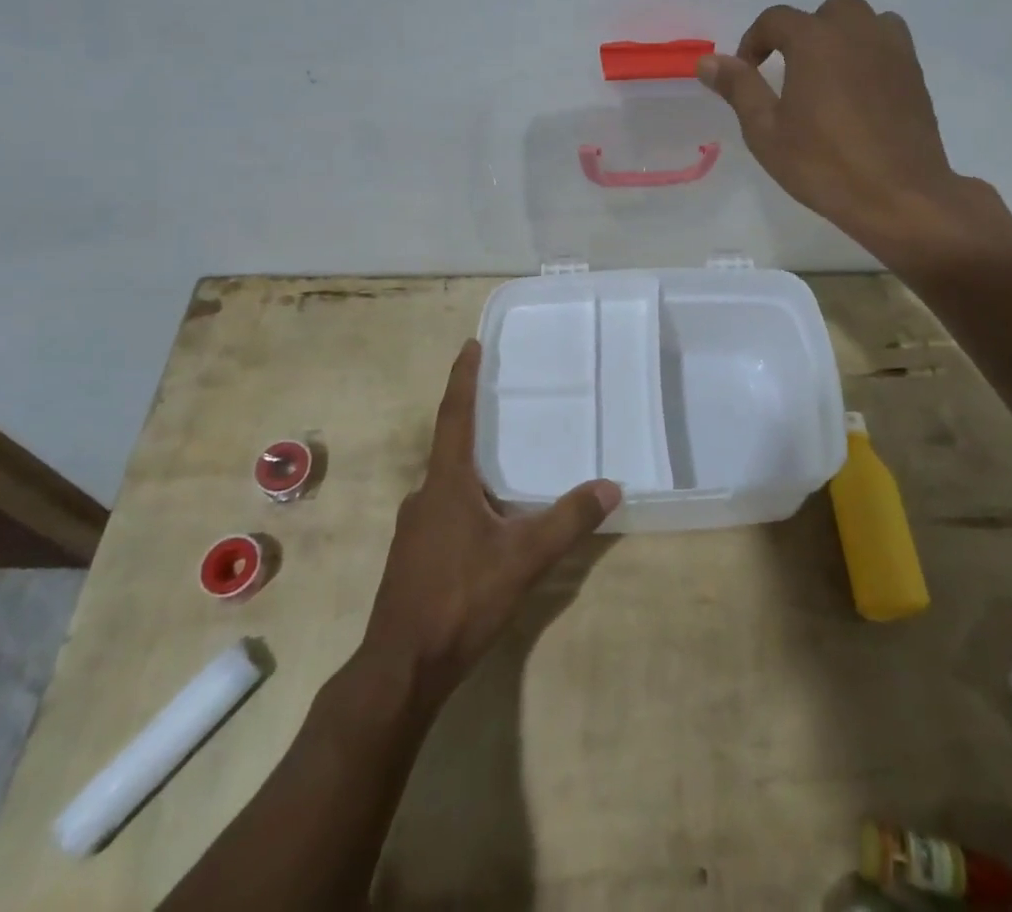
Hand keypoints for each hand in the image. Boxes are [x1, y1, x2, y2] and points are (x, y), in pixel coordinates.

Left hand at [361, 341, 619, 705]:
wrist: (401, 668)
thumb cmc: (459, 599)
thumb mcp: (523, 558)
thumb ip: (567, 521)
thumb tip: (610, 486)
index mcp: (446, 483)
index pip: (454, 415)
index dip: (463, 378)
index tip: (470, 344)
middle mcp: (425, 495)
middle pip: (451, 446)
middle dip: (475, 423)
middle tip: (505, 405)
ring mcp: (415, 528)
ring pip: (449, 484)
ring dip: (474, 468)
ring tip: (507, 466)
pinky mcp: (415, 556)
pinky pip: (446, 511)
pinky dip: (470, 501)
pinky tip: (491, 523)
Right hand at [699, 0, 1011, 268]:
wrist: (899, 195)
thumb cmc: (823, 165)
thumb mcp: (766, 132)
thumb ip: (739, 89)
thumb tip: (708, 61)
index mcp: (815, 41)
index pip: (776, 19)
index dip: (754, 41)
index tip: (746, 72)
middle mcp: (857, 32)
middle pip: (827, 10)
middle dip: (803, 31)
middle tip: (790, 71)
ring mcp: (893, 50)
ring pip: (865, 20)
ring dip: (841, 36)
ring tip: (828, 75)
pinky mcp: (915, 73)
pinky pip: (889, 43)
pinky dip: (869, 52)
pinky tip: (859, 90)